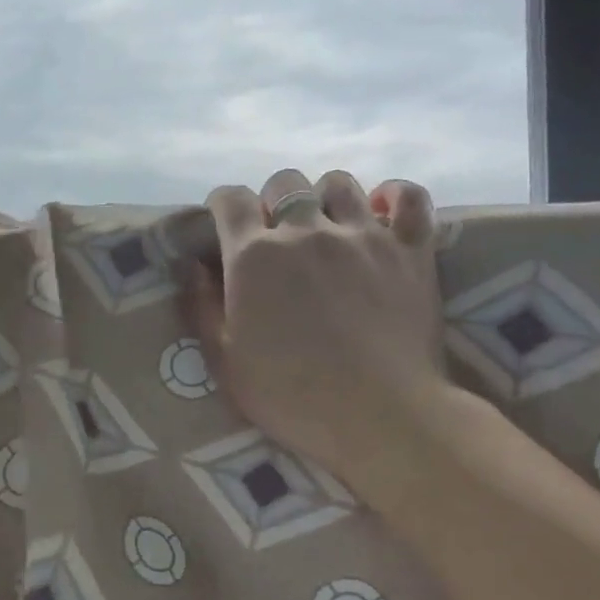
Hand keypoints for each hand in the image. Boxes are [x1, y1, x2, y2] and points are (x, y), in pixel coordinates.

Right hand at [183, 168, 447, 479]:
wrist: (379, 417)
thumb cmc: (291, 395)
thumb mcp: (225, 360)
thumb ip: (202, 306)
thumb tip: (190, 264)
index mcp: (254, 255)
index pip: (230, 199)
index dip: (223, 206)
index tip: (225, 225)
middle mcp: (305, 230)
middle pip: (284, 182)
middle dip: (273, 201)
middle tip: (277, 235)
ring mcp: (362, 235)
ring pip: (339, 183)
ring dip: (325, 198)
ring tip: (327, 226)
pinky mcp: (409, 249)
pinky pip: (409, 197)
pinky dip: (395, 196)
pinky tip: (382, 211)